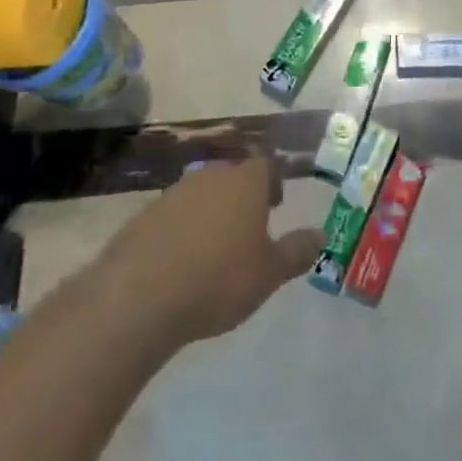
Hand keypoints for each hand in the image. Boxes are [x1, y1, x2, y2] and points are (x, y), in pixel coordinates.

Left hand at [96, 154, 323, 348]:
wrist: (141, 295)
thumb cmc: (220, 278)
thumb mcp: (269, 273)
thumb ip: (296, 251)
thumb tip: (320, 235)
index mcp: (246, 182)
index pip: (266, 165)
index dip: (273, 181)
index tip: (276, 204)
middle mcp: (211, 176)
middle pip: (232, 175)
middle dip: (242, 196)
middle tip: (250, 226)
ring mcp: (174, 193)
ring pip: (202, 194)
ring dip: (211, 212)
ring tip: (215, 247)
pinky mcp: (144, 215)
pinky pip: (173, 215)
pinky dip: (182, 230)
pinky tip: (181, 262)